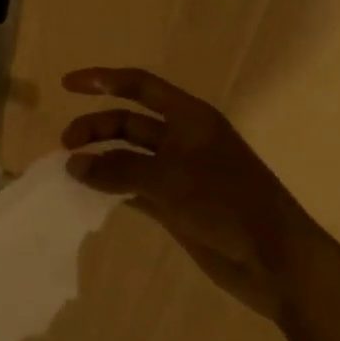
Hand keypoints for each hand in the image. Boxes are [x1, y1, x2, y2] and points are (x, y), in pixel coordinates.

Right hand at [61, 67, 330, 320]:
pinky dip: (112, 190)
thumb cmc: (227, 204)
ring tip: (69, 173)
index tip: (66, 85)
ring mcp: (180, 174)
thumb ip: (117, 170)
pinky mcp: (176, 206)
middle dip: (96, 128)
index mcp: (189, 118)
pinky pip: (134, 189)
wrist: (274, 260)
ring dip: (101, 160)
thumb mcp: (169, 180)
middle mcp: (183, 140)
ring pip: (129, 157)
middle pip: (129, 123)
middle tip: (64, 147)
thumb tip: (73, 164)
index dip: (102, 80)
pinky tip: (88, 197)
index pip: (139, 86)